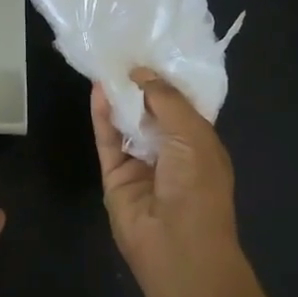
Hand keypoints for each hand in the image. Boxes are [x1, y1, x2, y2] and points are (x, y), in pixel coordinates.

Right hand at [92, 68, 240, 293]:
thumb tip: (141, 73)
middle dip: (140, 85)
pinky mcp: (115, 176)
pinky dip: (102, 116)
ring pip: (126, 124)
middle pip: (151, 112)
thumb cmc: (198, 187)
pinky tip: (97, 91)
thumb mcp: (193, 134)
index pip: (182, 106)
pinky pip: (108, 141)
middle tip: (123, 51)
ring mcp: (141, 165)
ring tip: (105, 64)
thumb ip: (166, 100)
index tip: (152, 51)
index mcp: (200, 144)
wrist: (177, 245)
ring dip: (119, 97)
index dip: (167, 81)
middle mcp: (171, 152)